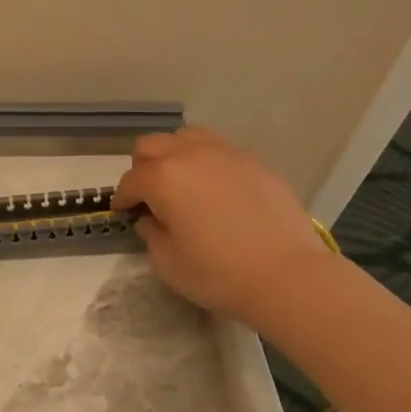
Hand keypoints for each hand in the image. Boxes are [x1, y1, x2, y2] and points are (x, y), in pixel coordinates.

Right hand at [112, 128, 330, 327]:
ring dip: (175, 155)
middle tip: (149, 196)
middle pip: (152, 145)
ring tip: (183, 182)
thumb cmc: (219, 274)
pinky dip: (208, 162)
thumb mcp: (168, 264)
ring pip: (187, 136)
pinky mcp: (255, 161)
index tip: (124, 213)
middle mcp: (190, 154)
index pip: (131, 181)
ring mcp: (226, 153)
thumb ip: (151, 234)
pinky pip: (220, 149)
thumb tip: (151, 219)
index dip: (122, 198)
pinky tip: (217, 189)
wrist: (288, 275)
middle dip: (143, 168)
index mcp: (163, 178)